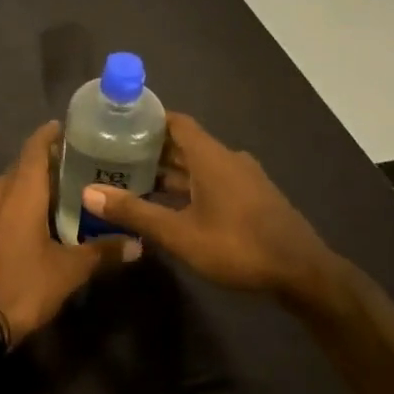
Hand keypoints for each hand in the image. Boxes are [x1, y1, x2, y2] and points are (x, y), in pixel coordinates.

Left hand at [0, 122, 138, 345]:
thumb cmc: (22, 285)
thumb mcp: (68, 271)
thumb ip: (102, 252)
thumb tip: (137, 243)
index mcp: (20, 190)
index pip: (35, 146)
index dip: (50, 134)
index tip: (69, 130)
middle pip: (23, 166)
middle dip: (47, 165)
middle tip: (77, 171)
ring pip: (7, 187)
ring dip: (30, 188)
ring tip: (58, 199)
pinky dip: (14, 207)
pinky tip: (29, 226)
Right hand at [81, 113, 339, 298]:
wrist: (304, 275)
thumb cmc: (238, 246)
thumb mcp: (180, 233)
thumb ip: (135, 212)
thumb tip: (89, 193)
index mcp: (210, 156)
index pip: (175, 121)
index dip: (148, 118)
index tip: (119, 123)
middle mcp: (227, 159)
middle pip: (185, 143)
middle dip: (152, 148)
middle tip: (116, 156)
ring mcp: (243, 179)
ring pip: (199, 165)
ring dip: (171, 171)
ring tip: (136, 181)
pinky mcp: (253, 199)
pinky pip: (213, 181)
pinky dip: (190, 187)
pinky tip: (172, 207)